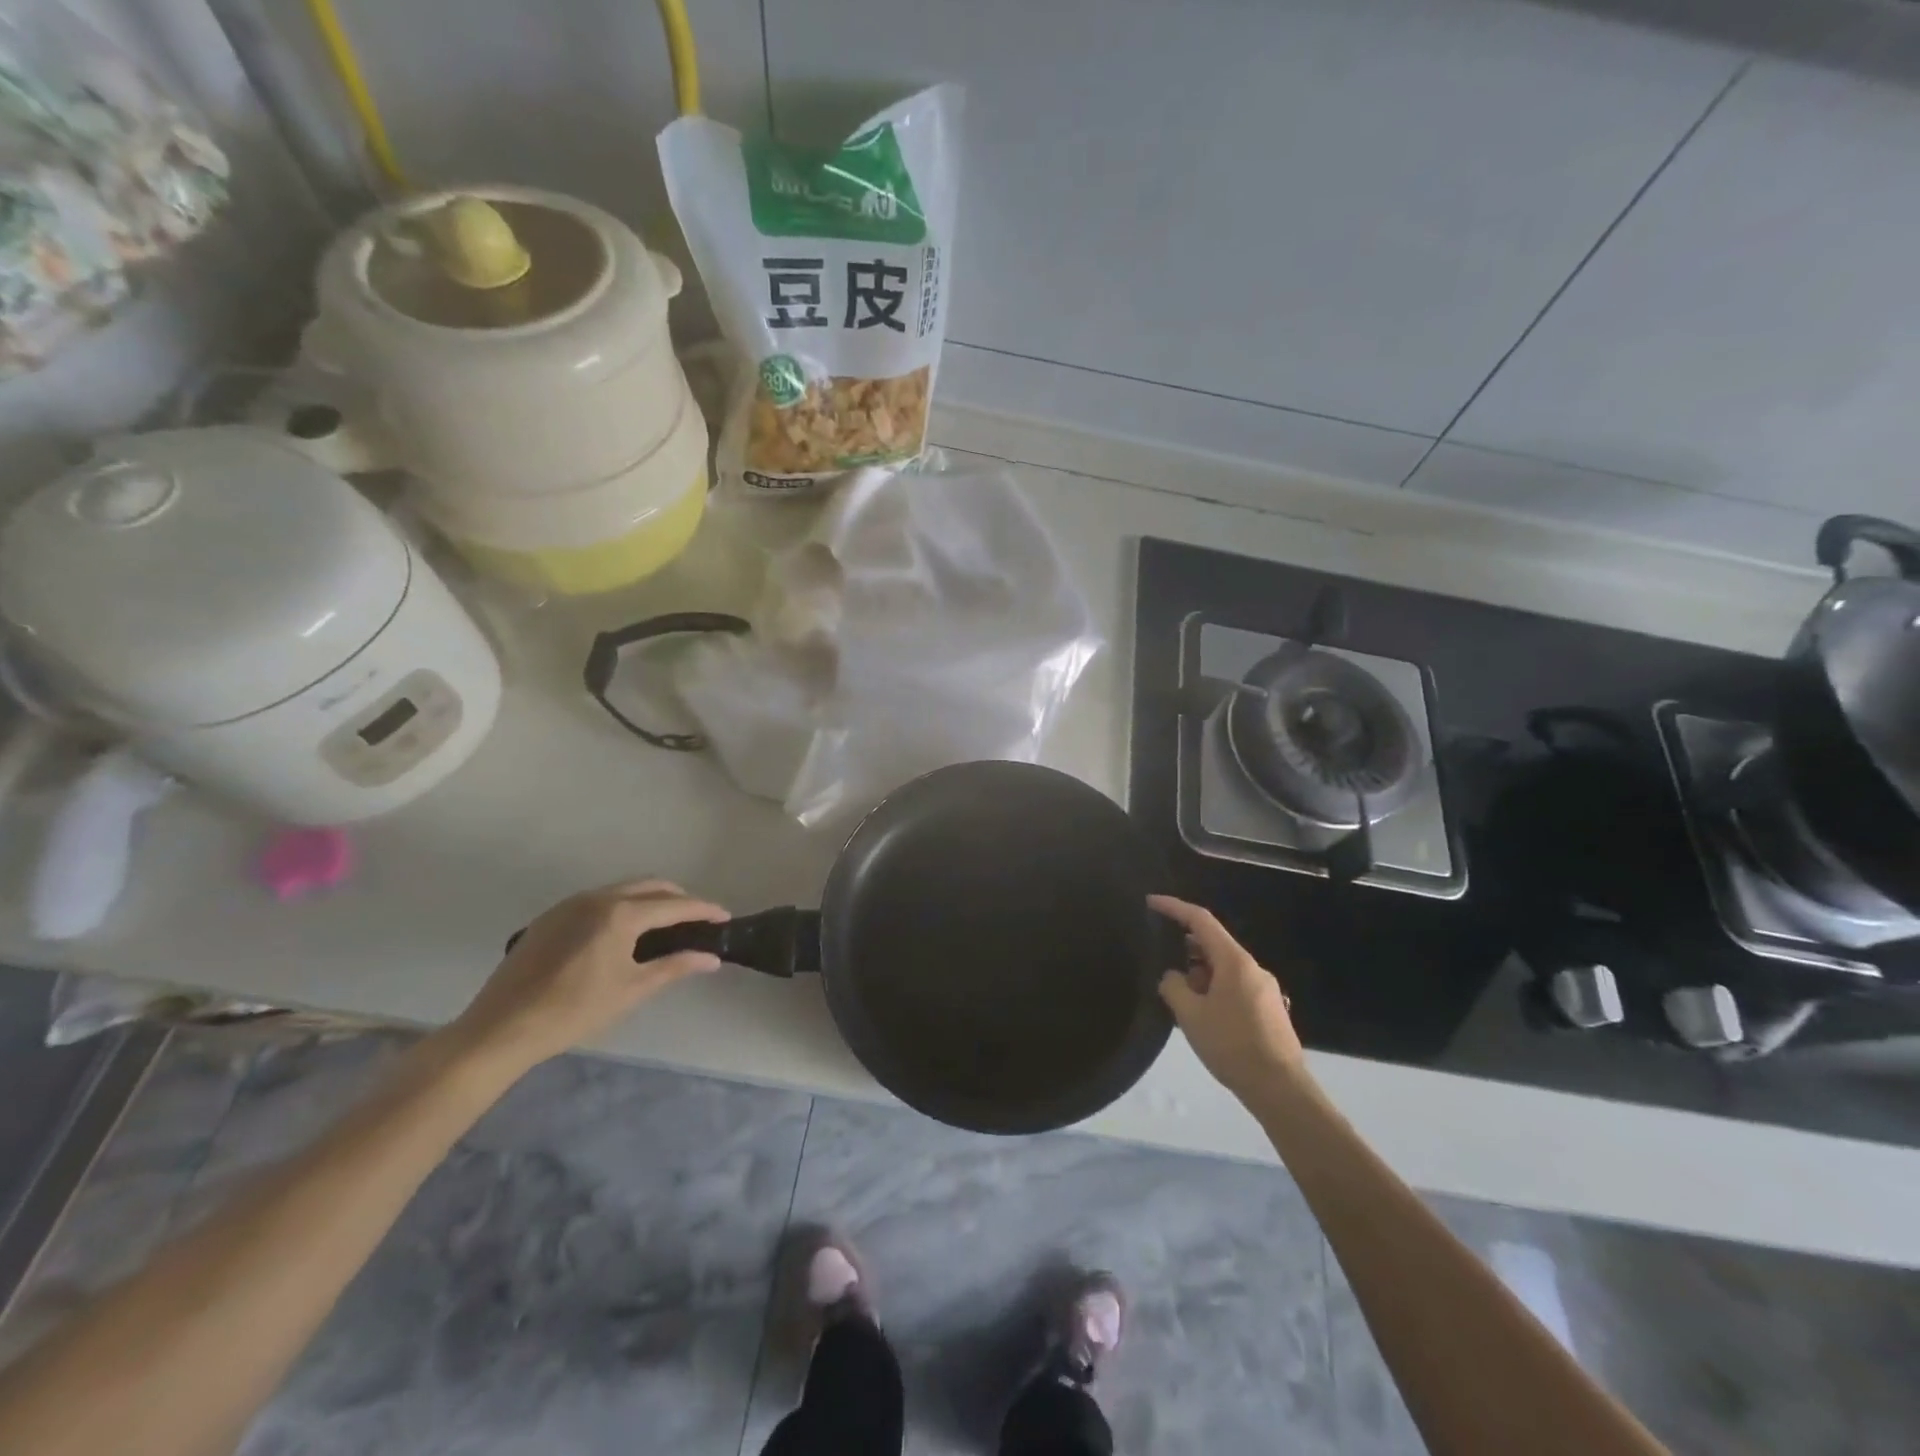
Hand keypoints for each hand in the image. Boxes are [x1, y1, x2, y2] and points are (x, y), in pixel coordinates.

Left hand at [451, 879, 729, 1070]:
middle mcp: (598, 897)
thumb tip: (712, 958)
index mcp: (621, 914)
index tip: (724, 917)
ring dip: (650, 899)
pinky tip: (623, 932)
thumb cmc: (574, 1011)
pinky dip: (623, 906)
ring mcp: (571, 903)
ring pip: (624, 889)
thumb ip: (674, 967)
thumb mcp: (631, 990)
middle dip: (679, 899)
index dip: (703, 910)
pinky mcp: (551, 915)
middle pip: (651, 886)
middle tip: (697, 920)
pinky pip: (599, 899)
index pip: (674, 905)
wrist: (501, 1028)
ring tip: (665, 924)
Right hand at [1152, 895, 1306, 1096]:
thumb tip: (1173, 977)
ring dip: (1200, 975)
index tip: (1151, 903)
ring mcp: (1265, 989)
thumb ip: (1174, 987)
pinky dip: (1215, 990)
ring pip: (1224, 969)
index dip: (1174, 908)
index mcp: (1235, 961)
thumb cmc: (1232, 1045)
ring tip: (1182, 1000)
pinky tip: (1205, 1017)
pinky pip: (1235, 987)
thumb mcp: (1190, 1015)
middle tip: (1163, 968)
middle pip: (1213, 945)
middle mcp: (1253, 968)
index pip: (1201, 920)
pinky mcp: (1270, 1010)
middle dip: (1186, 951)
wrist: (1280, 1089)